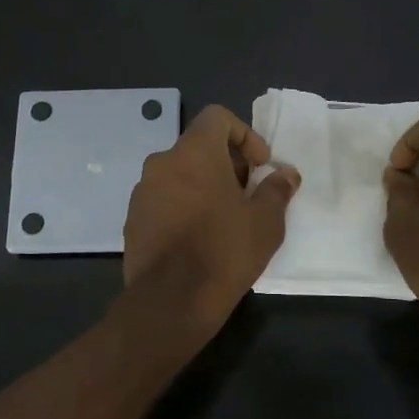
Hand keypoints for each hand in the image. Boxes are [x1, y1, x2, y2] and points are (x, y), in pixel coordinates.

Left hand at [123, 104, 300, 340]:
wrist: (171, 300)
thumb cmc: (224, 251)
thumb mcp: (265, 221)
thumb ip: (277, 190)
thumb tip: (286, 174)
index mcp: (194, 152)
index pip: (217, 117)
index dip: (244, 134)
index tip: (259, 165)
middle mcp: (162, 162)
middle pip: (197, 147)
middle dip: (226, 164)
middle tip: (246, 194)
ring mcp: (142, 191)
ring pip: (179, 174)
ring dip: (203, 185)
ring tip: (223, 218)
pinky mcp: (132, 219)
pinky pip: (163, 199)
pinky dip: (182, 206)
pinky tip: (198, 238)